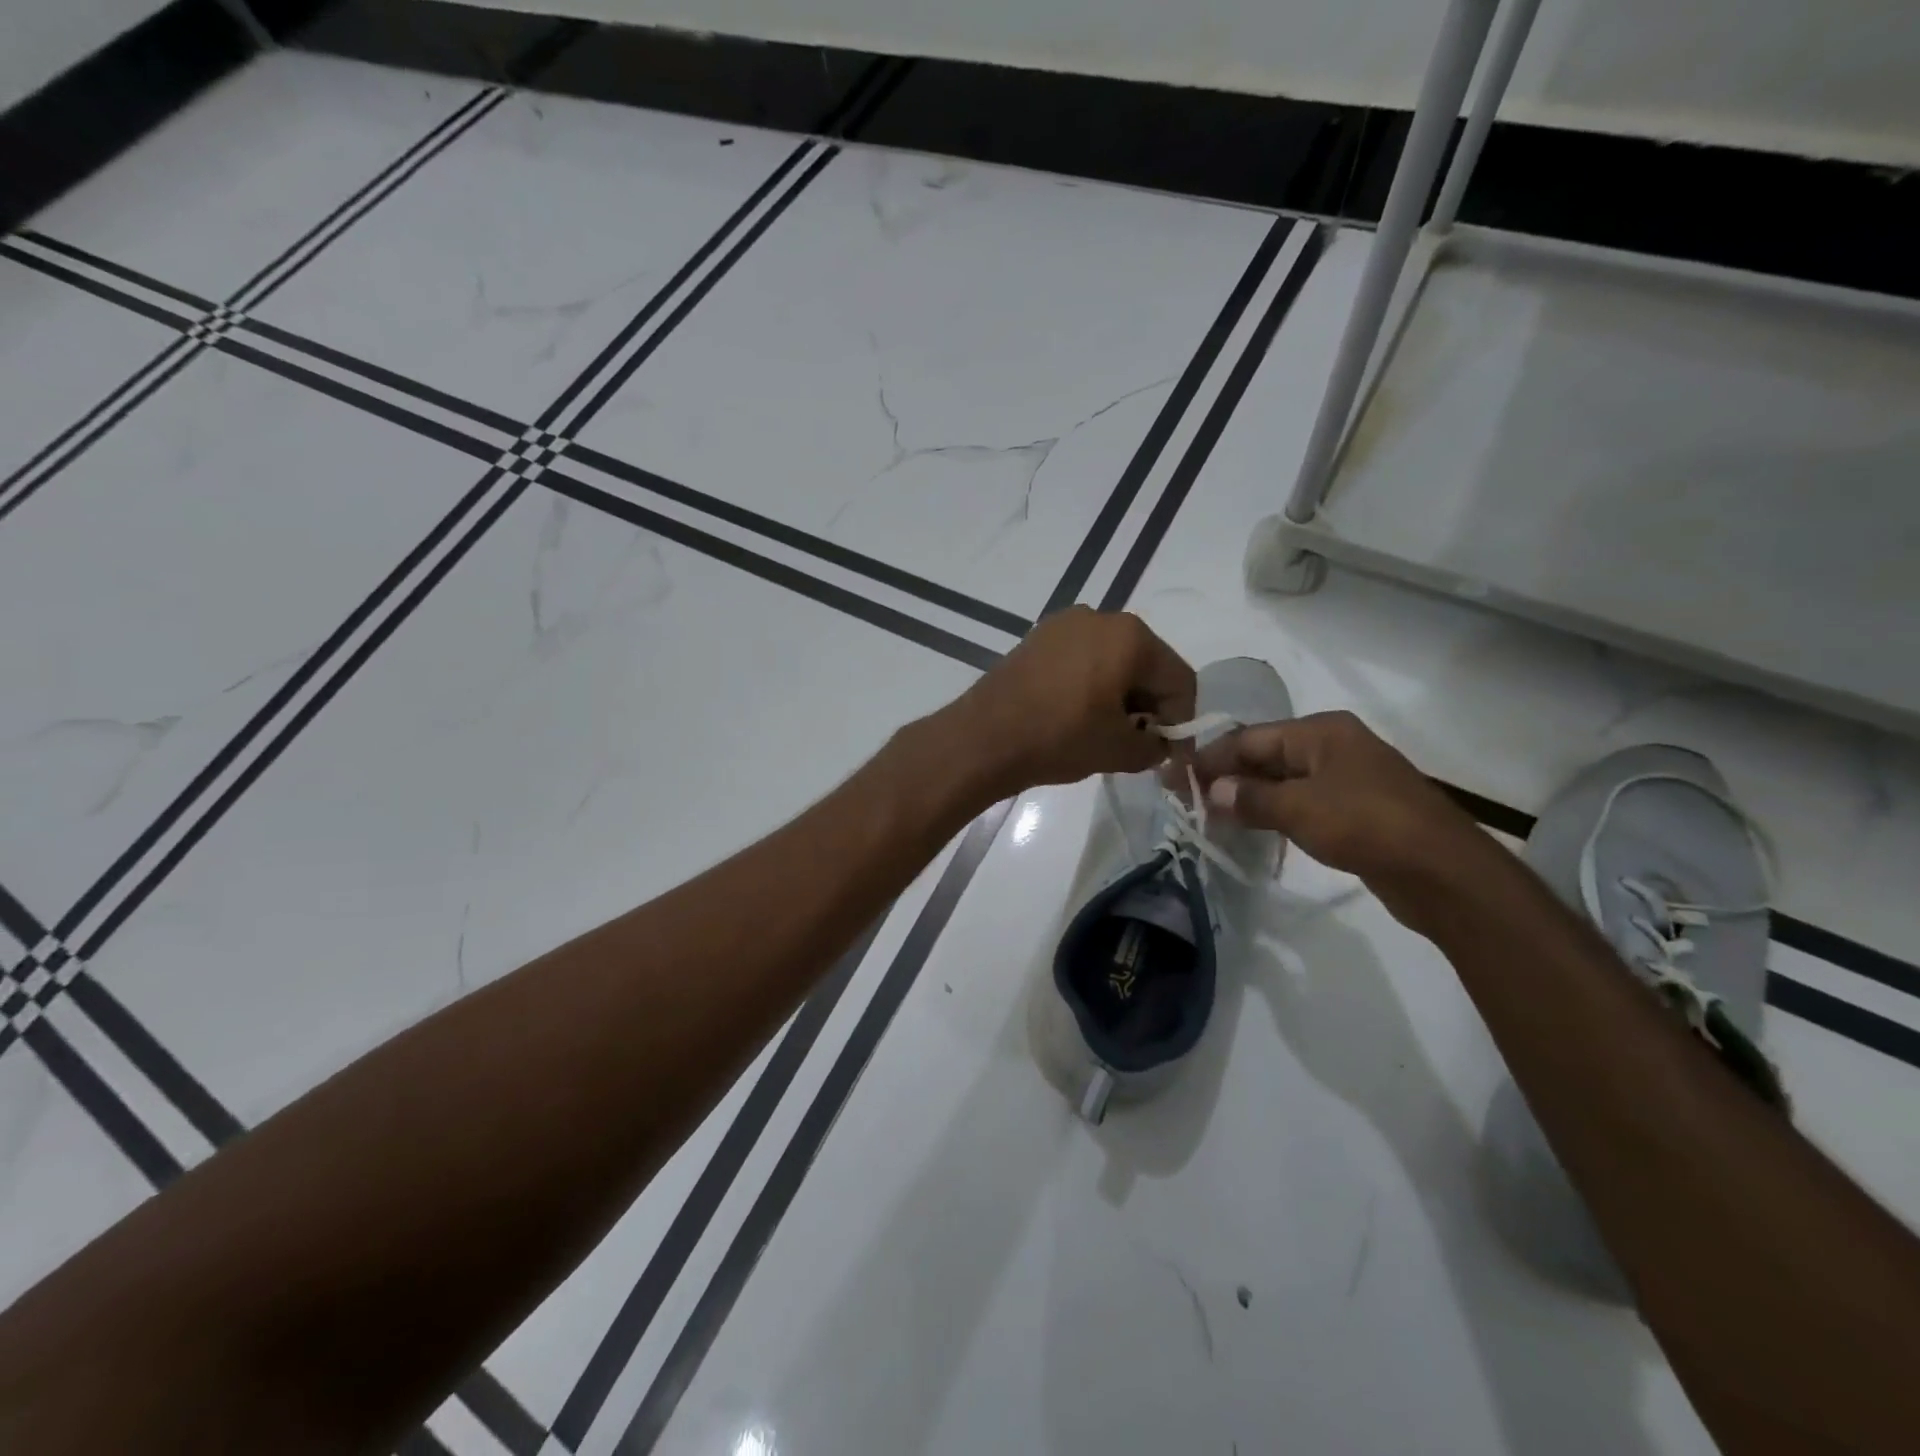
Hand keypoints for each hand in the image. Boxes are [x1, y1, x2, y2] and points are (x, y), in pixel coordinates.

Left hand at [944, 608, 1195, 796]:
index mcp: (1131, 636)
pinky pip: (1081, 659)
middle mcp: (1101, 617)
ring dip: (1119, 694)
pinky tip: (1077, 715)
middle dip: (1149, 705)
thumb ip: (1154, 747)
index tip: (1168, 753)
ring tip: (1105, 731)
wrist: (984, 738)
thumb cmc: (1061, 738)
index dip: (1180, 721)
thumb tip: (1156, 744)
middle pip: (1146, 664)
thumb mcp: (1121, 751)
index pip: (1178, 680)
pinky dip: (1090, 684)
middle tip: (1138, 742)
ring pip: (1113, 660)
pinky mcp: (1037, 638)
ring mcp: (1064, 624)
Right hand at [1192, 711, 1486, 907]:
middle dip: (1226, 777)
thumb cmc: (1367, 825)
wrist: (1443, 872)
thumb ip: (1250, 798)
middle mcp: (1333, 747)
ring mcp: (1347, 779)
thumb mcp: (1299, 808)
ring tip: (1210, 818)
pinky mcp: (1356, 811)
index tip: (1175, 780)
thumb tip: (1213, 792)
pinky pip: (1301, 804)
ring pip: (1282, 782)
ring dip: (1247, 798)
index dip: (1210, 759)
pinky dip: (1273, 814)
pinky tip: (1251, 831)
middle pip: (1265, 756)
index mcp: (1321, 732)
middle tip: (1188, 801)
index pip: (1249, 738)